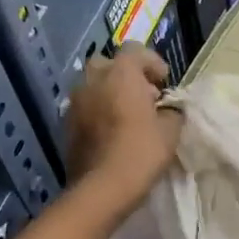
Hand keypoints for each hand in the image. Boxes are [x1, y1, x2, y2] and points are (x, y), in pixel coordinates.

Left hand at [65, 46, 181, 208]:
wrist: (102, 188)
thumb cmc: (141, 152)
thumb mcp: (171, 131)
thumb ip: (171, 112)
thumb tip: (167, 110)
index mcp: (121, 74)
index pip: (135, 50)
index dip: (152, 63)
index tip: (163, 83)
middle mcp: (93, 80)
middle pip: (109, 64)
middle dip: (126, 75)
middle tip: (143, 96)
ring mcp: (75, 101)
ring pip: (94, 85)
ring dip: (110, 93)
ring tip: (127, 115)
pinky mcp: (66, 124)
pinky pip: (85, 107)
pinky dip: (98, 111)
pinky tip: (112, 132)